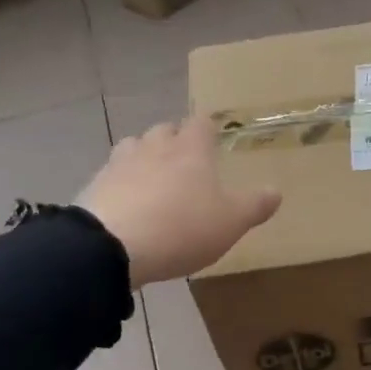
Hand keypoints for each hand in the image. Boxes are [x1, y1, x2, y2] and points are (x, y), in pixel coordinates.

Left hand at [78, 117, 280, 287]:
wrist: (111, 246)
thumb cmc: (182, 227)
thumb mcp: (232, 221)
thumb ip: (255, 205)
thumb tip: (276, 191)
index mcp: (191, 149)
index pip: (201, 123)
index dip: (208, 129)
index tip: (214, 138)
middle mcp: (154, 146)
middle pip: (165, 130)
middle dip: (176, 140)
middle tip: (187, 161)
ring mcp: (120, 163)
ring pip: (135, 147)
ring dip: (146, 157)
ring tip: (155, 179)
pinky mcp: (94, 186)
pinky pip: (113, 176)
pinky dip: (123, 183)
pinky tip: (130, 204)